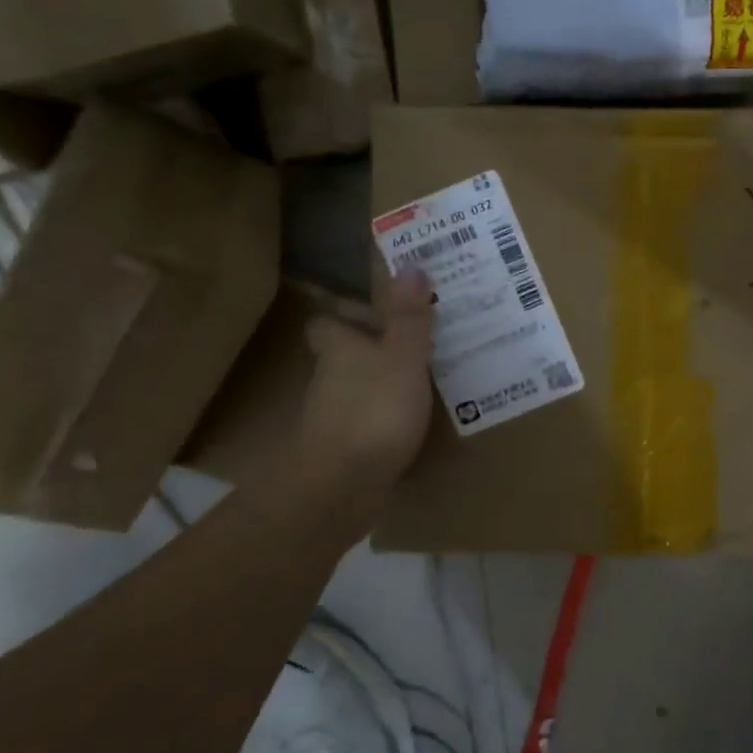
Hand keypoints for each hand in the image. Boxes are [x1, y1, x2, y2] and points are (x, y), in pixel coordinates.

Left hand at [296, 268, 435, 485]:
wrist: (340, 487)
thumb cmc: (373, 410)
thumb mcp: (402, 358)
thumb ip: (408, 317)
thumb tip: (410, 265)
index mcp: (339, 348)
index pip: (326, 322)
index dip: (346, 314)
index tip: (378, 310)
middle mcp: (329, 377)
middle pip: (344, 354)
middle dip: (374, 347)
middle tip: (417, 340)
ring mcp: (333, 415)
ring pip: (357, 387)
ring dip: (384, 381)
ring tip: (426, 377)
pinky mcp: (344, 448)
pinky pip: (368, 419)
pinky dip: (387, 416)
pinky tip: (415, 419)